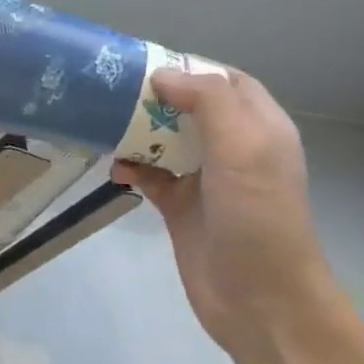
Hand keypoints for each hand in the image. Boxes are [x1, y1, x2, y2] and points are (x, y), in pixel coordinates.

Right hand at [113, 67, 340, 359]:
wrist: (259, 299)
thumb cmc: (257, 215)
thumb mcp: (243, 147)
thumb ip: (207, 101)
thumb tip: (161, 75)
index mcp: (258, 128)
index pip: (225, 82)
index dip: (190, 68)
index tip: (145, 63)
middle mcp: (233, 148)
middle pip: (188, 108)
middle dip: (154, 97)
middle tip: (112, 90)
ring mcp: (205, 179)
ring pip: (164, 140)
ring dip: (136, 132)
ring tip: (103, 124)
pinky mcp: (179, 206)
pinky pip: (149, 175)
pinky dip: (130, 168)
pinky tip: (114, 169)